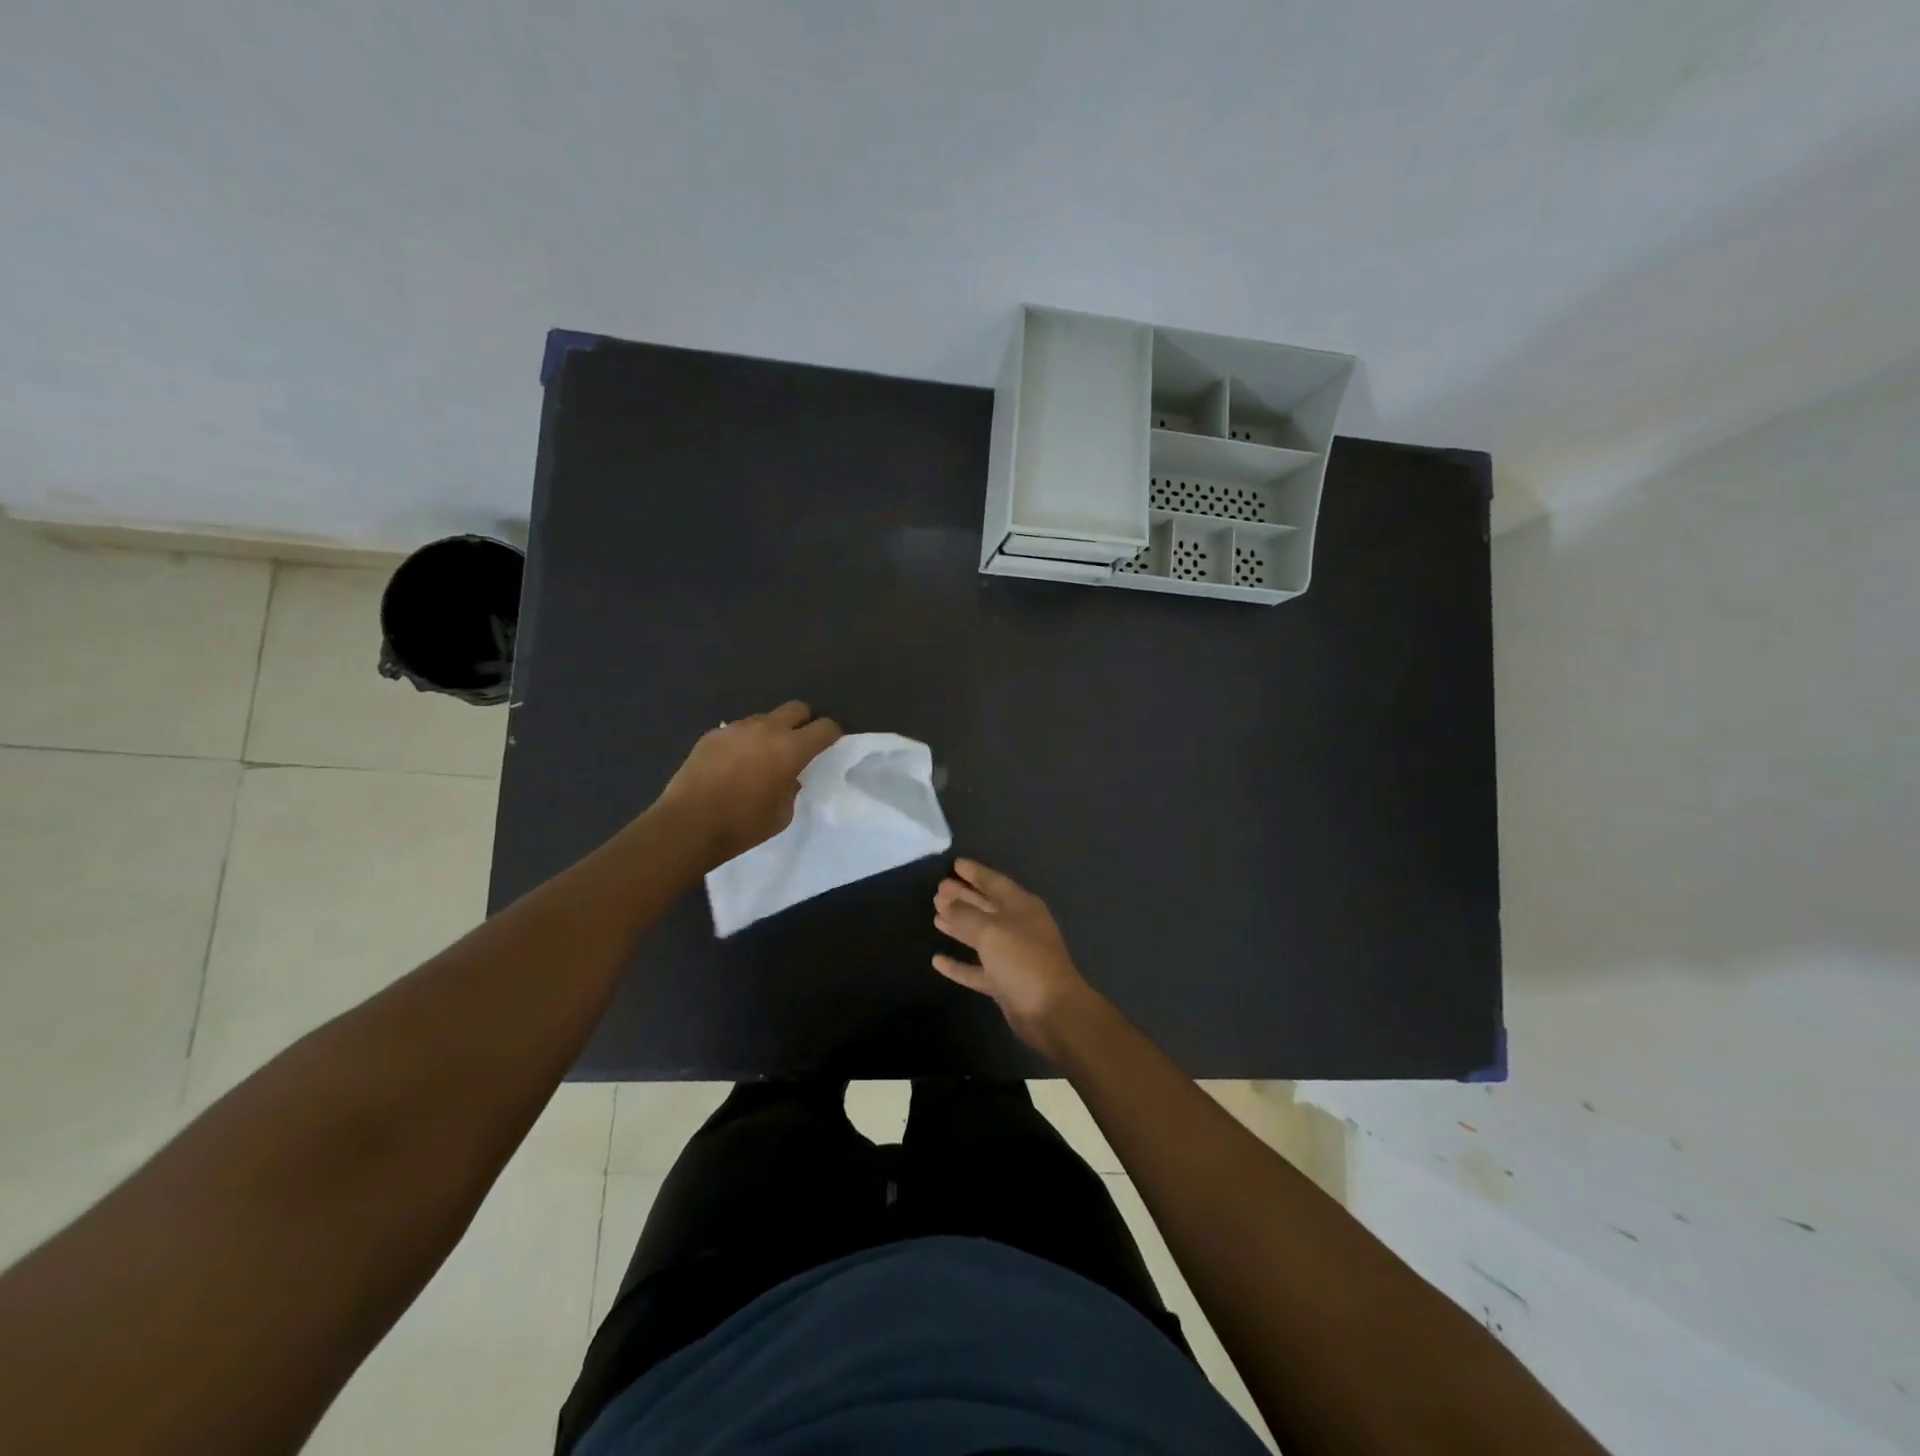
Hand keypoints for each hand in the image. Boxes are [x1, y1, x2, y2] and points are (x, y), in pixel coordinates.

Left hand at [655, 701, 842, 866]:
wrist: (688, 825)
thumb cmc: (743, 825)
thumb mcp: (783, 814)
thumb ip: (792, 787)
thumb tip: (789, 776)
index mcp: (791, 748)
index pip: (825, 728)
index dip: (832, 735)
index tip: (829, 746)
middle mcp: (767, 729)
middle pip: (797, 708)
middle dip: (804, 722)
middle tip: (798, 745)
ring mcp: (737, 728)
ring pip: (765, 718)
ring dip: (771, 732)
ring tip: (761, 757)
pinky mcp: (713, 734)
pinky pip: (738, 731)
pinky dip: (744, 742)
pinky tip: (733, 764)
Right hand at [932, 859, 1105, 1059]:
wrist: (1051, 1011)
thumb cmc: (1023, 960)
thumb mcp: (991, 930)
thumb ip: (965, 915)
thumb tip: (946, 902)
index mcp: (1022, 907)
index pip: (994, 882)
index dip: (975, 873)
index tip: (955, 864)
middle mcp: (1019, 927)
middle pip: (986, 907)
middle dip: (963, 897)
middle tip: (939, 890)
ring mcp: (1012, 956)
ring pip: (981, 936)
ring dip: (960, 926)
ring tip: (936, 916)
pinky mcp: (1005, 982)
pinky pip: (977, 968)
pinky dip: (959, 964)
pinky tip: (937, 960)